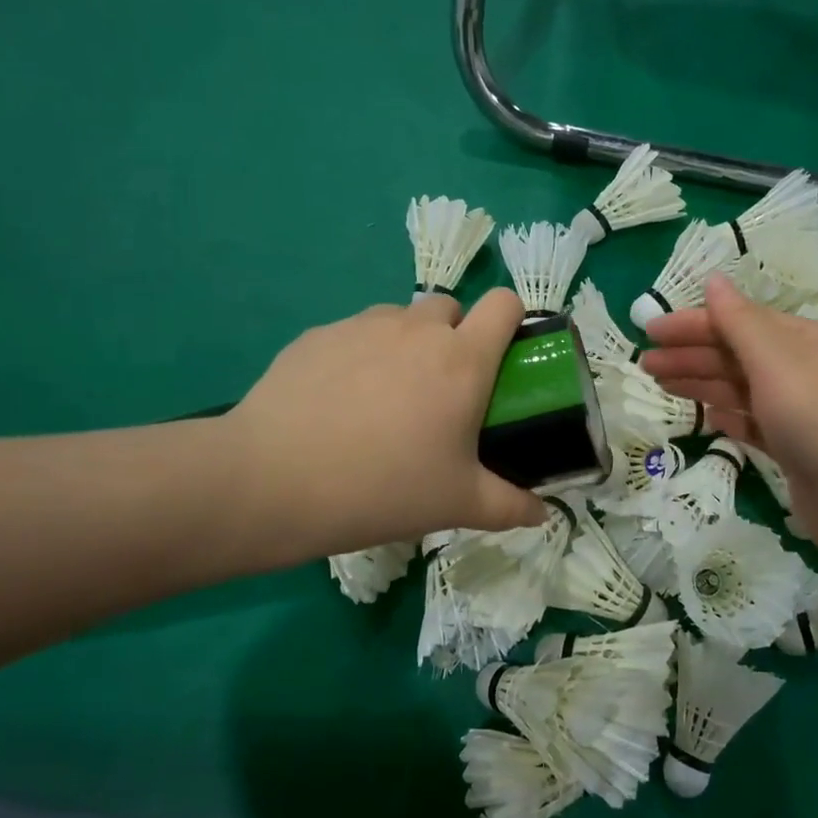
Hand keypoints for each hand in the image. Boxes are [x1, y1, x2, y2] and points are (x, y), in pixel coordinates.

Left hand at [223, 290, 546, 562]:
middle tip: (440, 391)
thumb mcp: (457, 504)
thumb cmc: (384, 488)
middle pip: (451, 306)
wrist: (274, 482)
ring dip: (406, 344)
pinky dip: (360, 355)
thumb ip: (509, 506)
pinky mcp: (318, 335)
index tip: (503, 356)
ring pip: (400, 318)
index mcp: (463, 359)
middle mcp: (417, 328)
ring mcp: (363, 325)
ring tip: (385, 399)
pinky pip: (355, 333)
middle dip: (454, 336)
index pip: (505, 303)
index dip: (512, 320)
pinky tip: (338, 404)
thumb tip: (542, 514)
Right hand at [639, 274, 817, 549]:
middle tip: (645, 364)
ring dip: (700, 382)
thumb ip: (740, 322)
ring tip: (660, 385)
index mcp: (803, 339)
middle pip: (736, 354)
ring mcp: (799, 409)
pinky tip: (706, 418)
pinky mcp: (794, 445)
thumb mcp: (774, 361)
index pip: (738, 321)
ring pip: (740, 387)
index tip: (649, 332)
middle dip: (690, 355)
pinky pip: (753, 421)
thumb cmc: (814, 418)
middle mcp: (802, 368)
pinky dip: (728, 415)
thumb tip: (714, 279)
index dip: (692, 324)